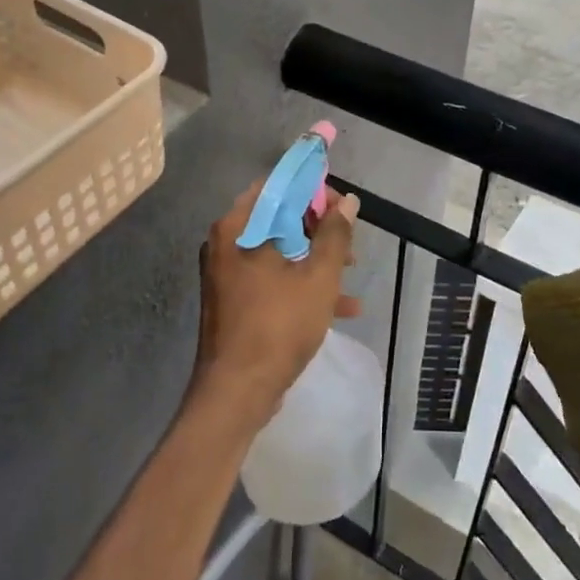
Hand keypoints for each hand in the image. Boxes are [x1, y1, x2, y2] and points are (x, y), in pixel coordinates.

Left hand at [192, 182, 360, 427]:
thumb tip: (347, 202)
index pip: (278, 186)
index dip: (314, 190)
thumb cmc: (278, 326)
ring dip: (315, 257)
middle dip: (319, 227)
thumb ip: (335, 235)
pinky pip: (272, 278)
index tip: (342, 207)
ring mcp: (228, 273)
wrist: (236, 393)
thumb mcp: (318, 278)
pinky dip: (301, 284)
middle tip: (349, 242)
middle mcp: (227, 242)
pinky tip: (342, 306)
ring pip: (279, 250)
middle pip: (279, 217)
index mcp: (239, 226)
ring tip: (352, 271)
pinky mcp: (235, 300)